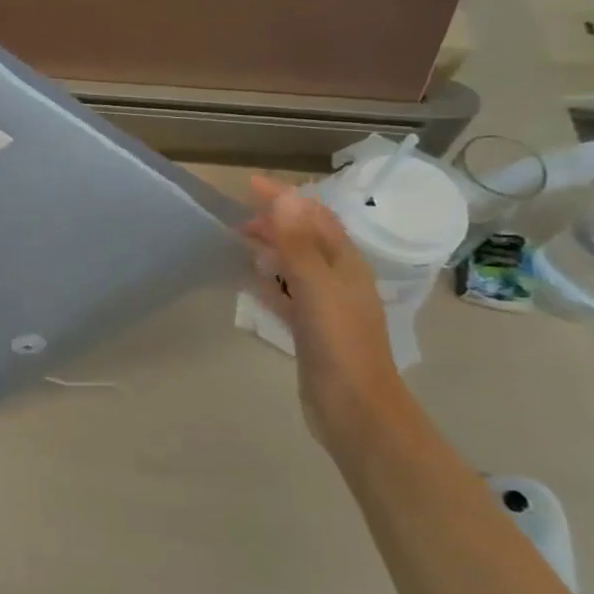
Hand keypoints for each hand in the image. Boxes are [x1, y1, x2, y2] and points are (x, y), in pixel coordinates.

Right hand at [243, 174, 408, 442]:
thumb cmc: (339, 343)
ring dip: (272, 248)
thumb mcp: (316, 287)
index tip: (250, 185)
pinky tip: (251, 281)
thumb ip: (298, 244)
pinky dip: (269, 281)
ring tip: (241, 241)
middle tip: (239, 217)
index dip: (285, 198)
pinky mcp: (311, 330)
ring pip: (295, 266)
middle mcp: (339, 280)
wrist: (354, 408)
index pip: (315, 218)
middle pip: (306, 239)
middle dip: (277, 222)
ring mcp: (326, 306)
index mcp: (346, 265)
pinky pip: (287, 294)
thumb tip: (286, 197)